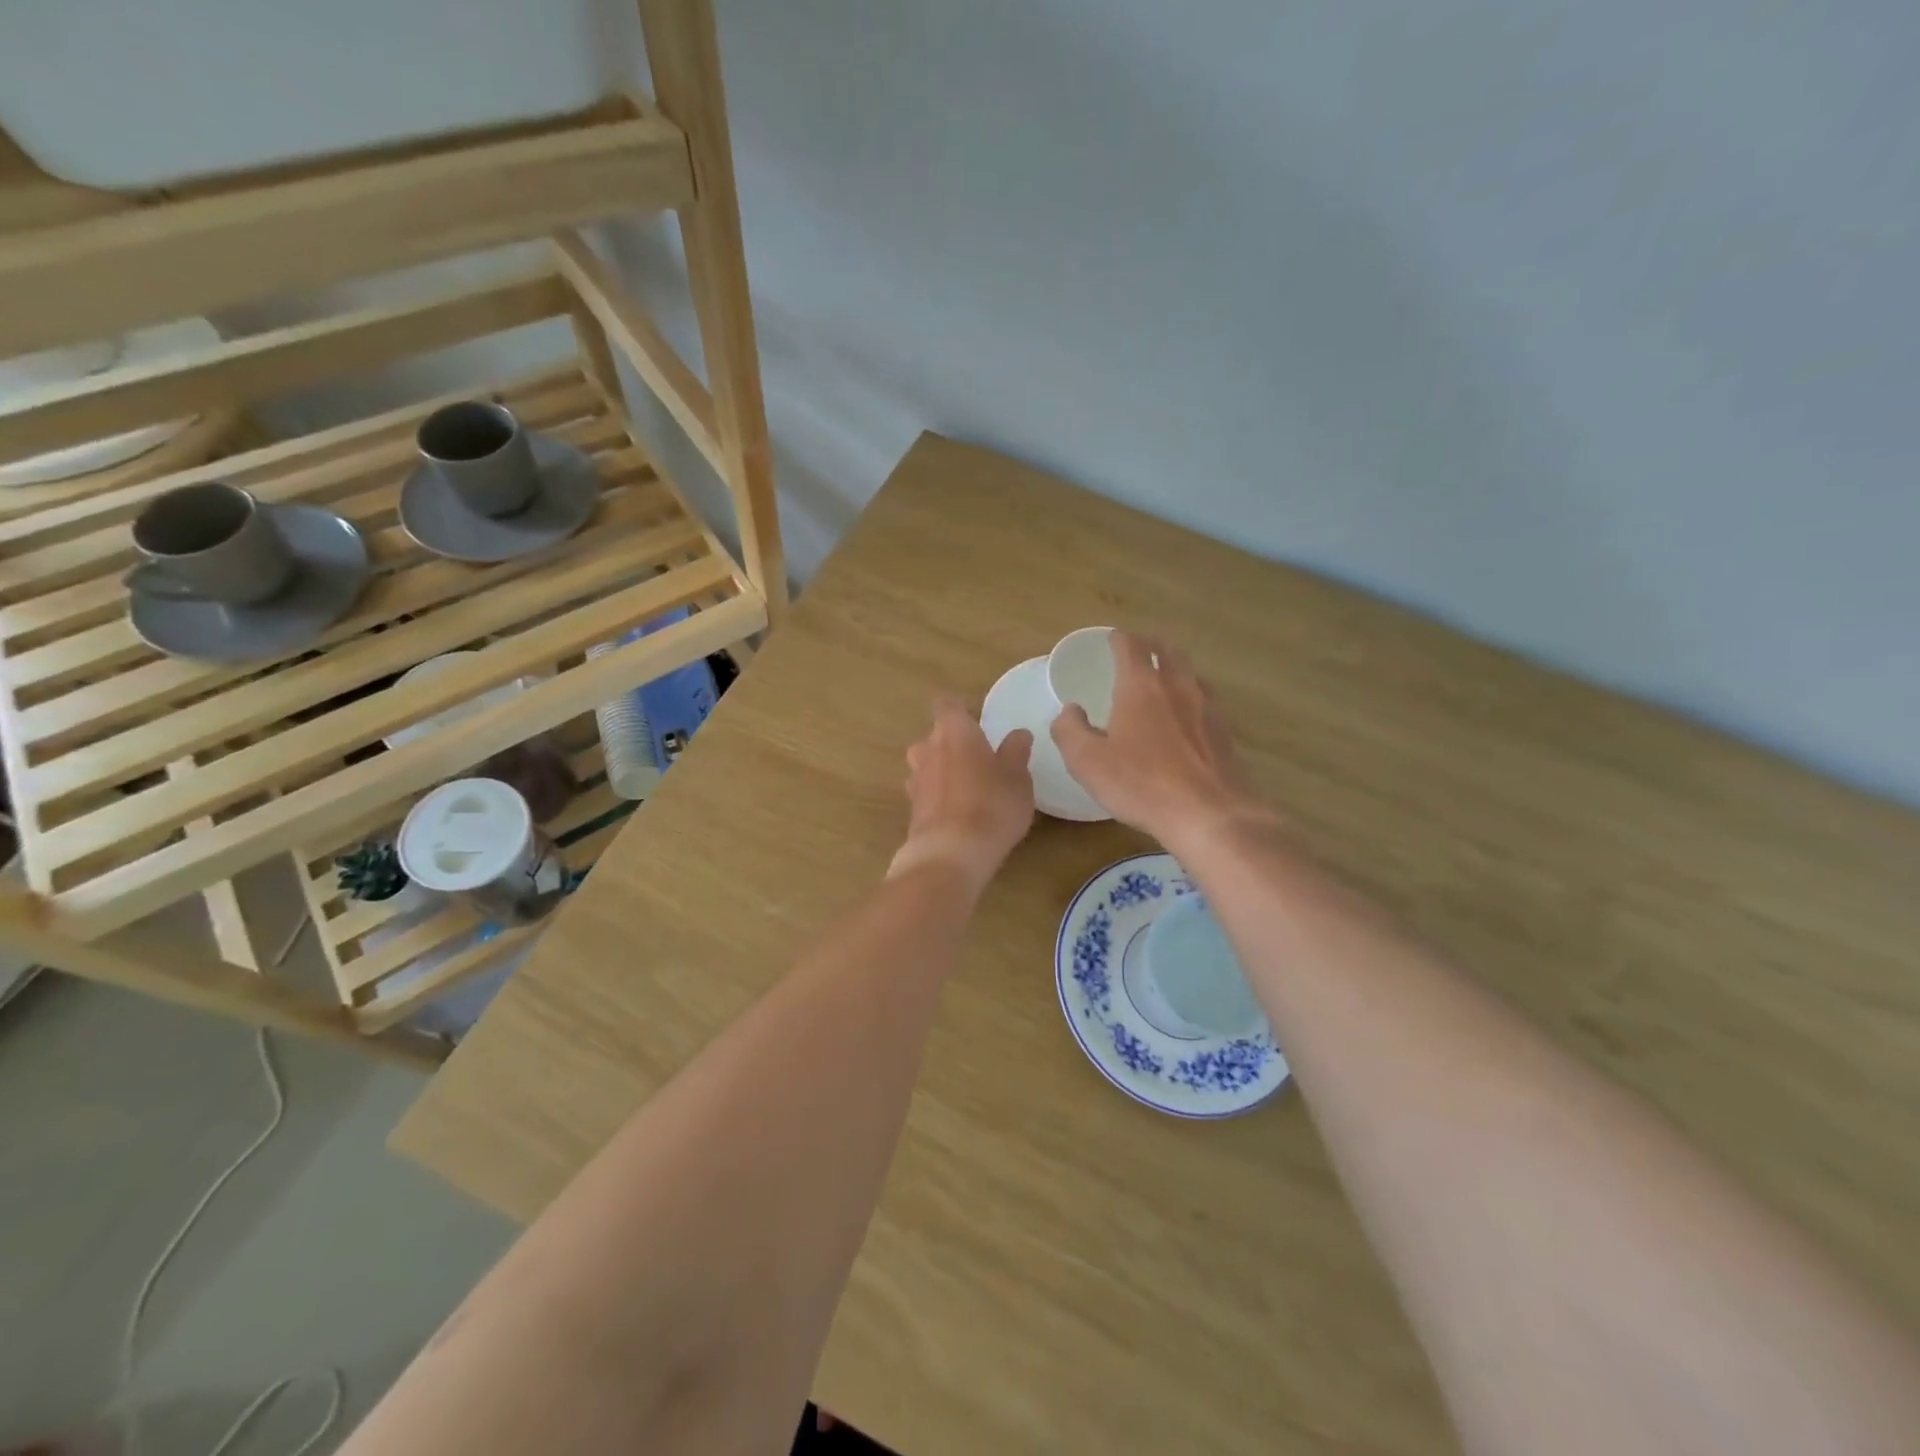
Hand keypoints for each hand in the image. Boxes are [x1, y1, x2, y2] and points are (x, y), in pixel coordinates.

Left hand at [890, 697, 1035, 888]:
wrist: (951, 854)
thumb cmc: (991, 805)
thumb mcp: (1017, 777)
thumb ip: (1016, 752)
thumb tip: (1018, 734)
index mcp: (953, 731)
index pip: (948, 705)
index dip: (961, 711)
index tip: (978, 722)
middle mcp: (927, 748)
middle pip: (934, 736)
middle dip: (952, 744)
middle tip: (978, 759)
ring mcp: (915, 780)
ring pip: (927, 765)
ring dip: (943, 771)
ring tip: (969, 788)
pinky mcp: (911, 810)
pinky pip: (926, 793)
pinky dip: (938, 798)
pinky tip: (958, 814)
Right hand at [1050, 630, 1266, 847]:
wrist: (1208, 814)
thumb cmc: (1140, 784)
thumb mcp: (1087, 761)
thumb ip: (1070, 730)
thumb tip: (1070, 710)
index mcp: (1141, 686)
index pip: (1131, 646)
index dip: (1119, 639)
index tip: (1111, 639)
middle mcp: (1177, 686)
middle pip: (1168, 650)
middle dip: (1151, 644)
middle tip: (1138, 649)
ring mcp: (1206, 706)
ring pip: (1191, 672)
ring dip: (1175, 666)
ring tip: (1163, 675)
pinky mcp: (1224, 731)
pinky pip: (1206, 698)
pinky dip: (1192, 693)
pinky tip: (1187, 712)